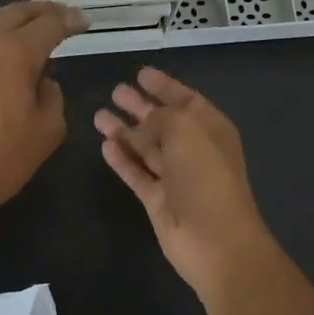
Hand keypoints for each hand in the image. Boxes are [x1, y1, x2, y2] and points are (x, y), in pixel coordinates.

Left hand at [0, 1, 85, 226]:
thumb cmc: (2, 158)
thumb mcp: (47, 130)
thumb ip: (53, 97)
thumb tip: (43, 82)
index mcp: (15, 53)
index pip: (49, 24)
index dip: (70, 20)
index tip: (83, 22)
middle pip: (16, 12)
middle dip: (42, 10)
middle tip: (60, 15)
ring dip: (14, 17)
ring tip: (31, 27)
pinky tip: (2, 54)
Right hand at [94, 66, 275, 294]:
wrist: (214, 241)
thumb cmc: (205, 177)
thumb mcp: (185, 131)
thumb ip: (161, 117)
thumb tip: (143, 122)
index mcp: (210, 129)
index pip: (185, 100)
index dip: (164, 86)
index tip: (141, 73)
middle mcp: (193, 150)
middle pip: (162, 122)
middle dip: (140, 106)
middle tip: (115, 91)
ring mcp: (175, 177)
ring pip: (146, 147)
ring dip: (124, 131)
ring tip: (99, 115)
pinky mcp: (157, 200)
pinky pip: (136, 173)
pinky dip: (122, 159)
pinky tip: (105, 145)